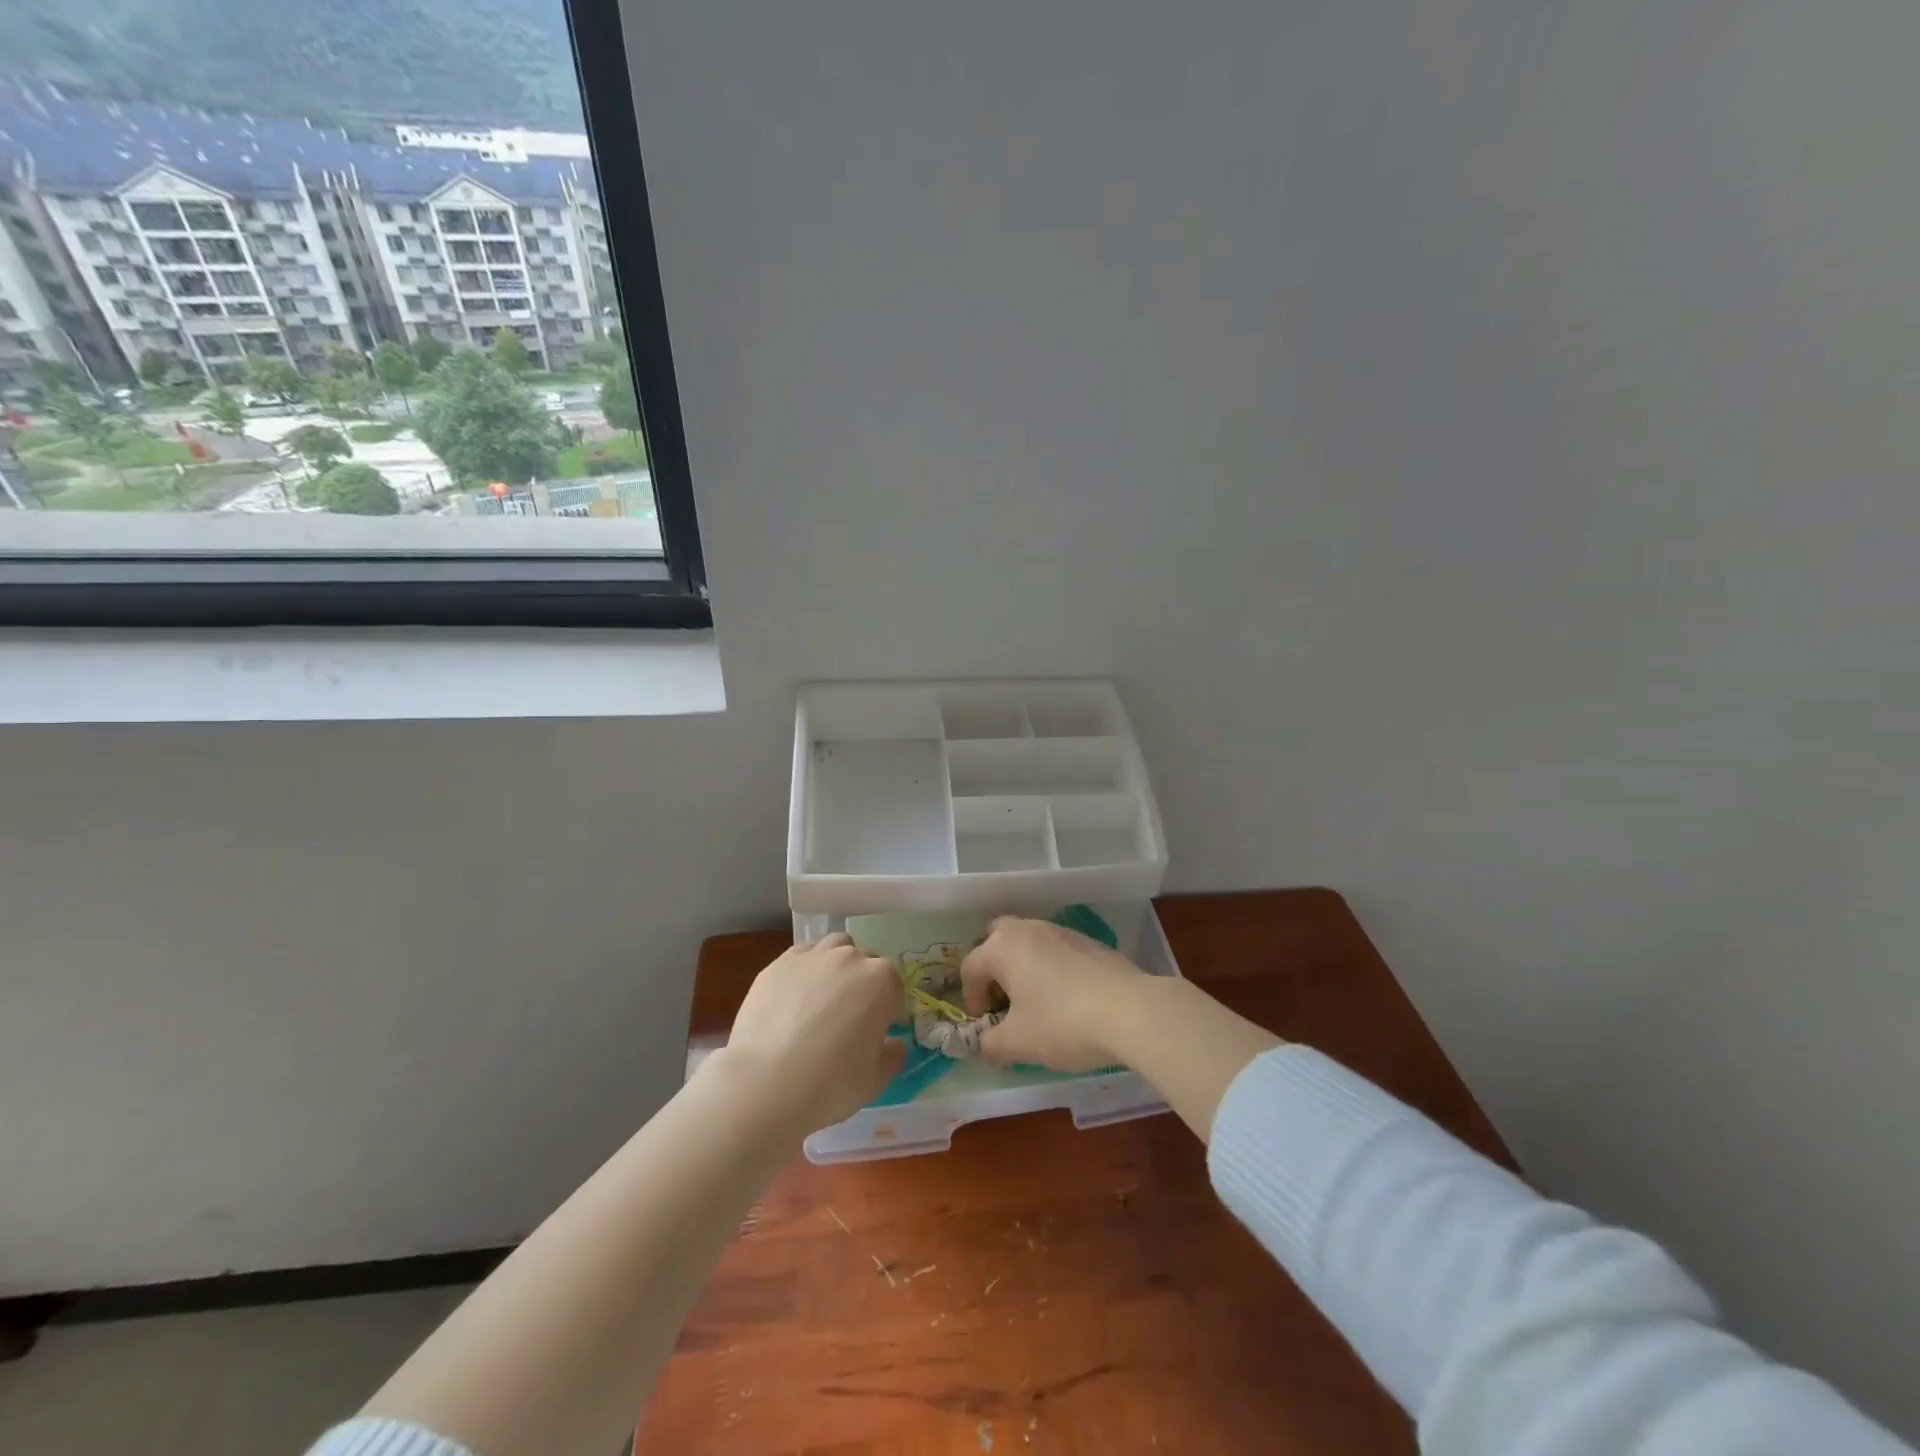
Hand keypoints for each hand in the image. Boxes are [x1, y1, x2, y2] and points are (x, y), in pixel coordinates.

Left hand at [718, 932, 906, 1132]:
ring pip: (834, 947)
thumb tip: (893, 1044)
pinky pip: (802, 955)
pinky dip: (806, 968)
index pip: (894, 986)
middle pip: (865, 961)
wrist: (765, 1084)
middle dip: (863, 983)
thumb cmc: (831, 1084)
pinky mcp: (779, 964)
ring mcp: (812, 957)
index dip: (888, 1010)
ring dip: (837, 964)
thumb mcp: (876, 1080)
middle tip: (849, 1018)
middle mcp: (850, 958)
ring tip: (823, 997)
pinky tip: (795, 996)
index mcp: (882, 981)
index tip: (876, 1032)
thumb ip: (893, 1056)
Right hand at [960, 916, 1149, 1071]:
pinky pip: (1057, 951)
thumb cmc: (1062, 1023)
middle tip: (1004, 1002)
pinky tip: (1069, 1000)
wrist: (1131, 1010)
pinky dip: (1052, 969)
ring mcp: (1061, 930)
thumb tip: (984, 1044)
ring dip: (1024, 968)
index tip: (985, 1026)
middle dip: (994, 970)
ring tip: (1037, 1005)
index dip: (971, 999)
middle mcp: (1028, 928)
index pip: (970, 968)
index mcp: (1002, 946)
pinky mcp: (1089, 941)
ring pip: (1029, 944)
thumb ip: (990, 1044)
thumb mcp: (1018, 1043)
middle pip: (997, 941)